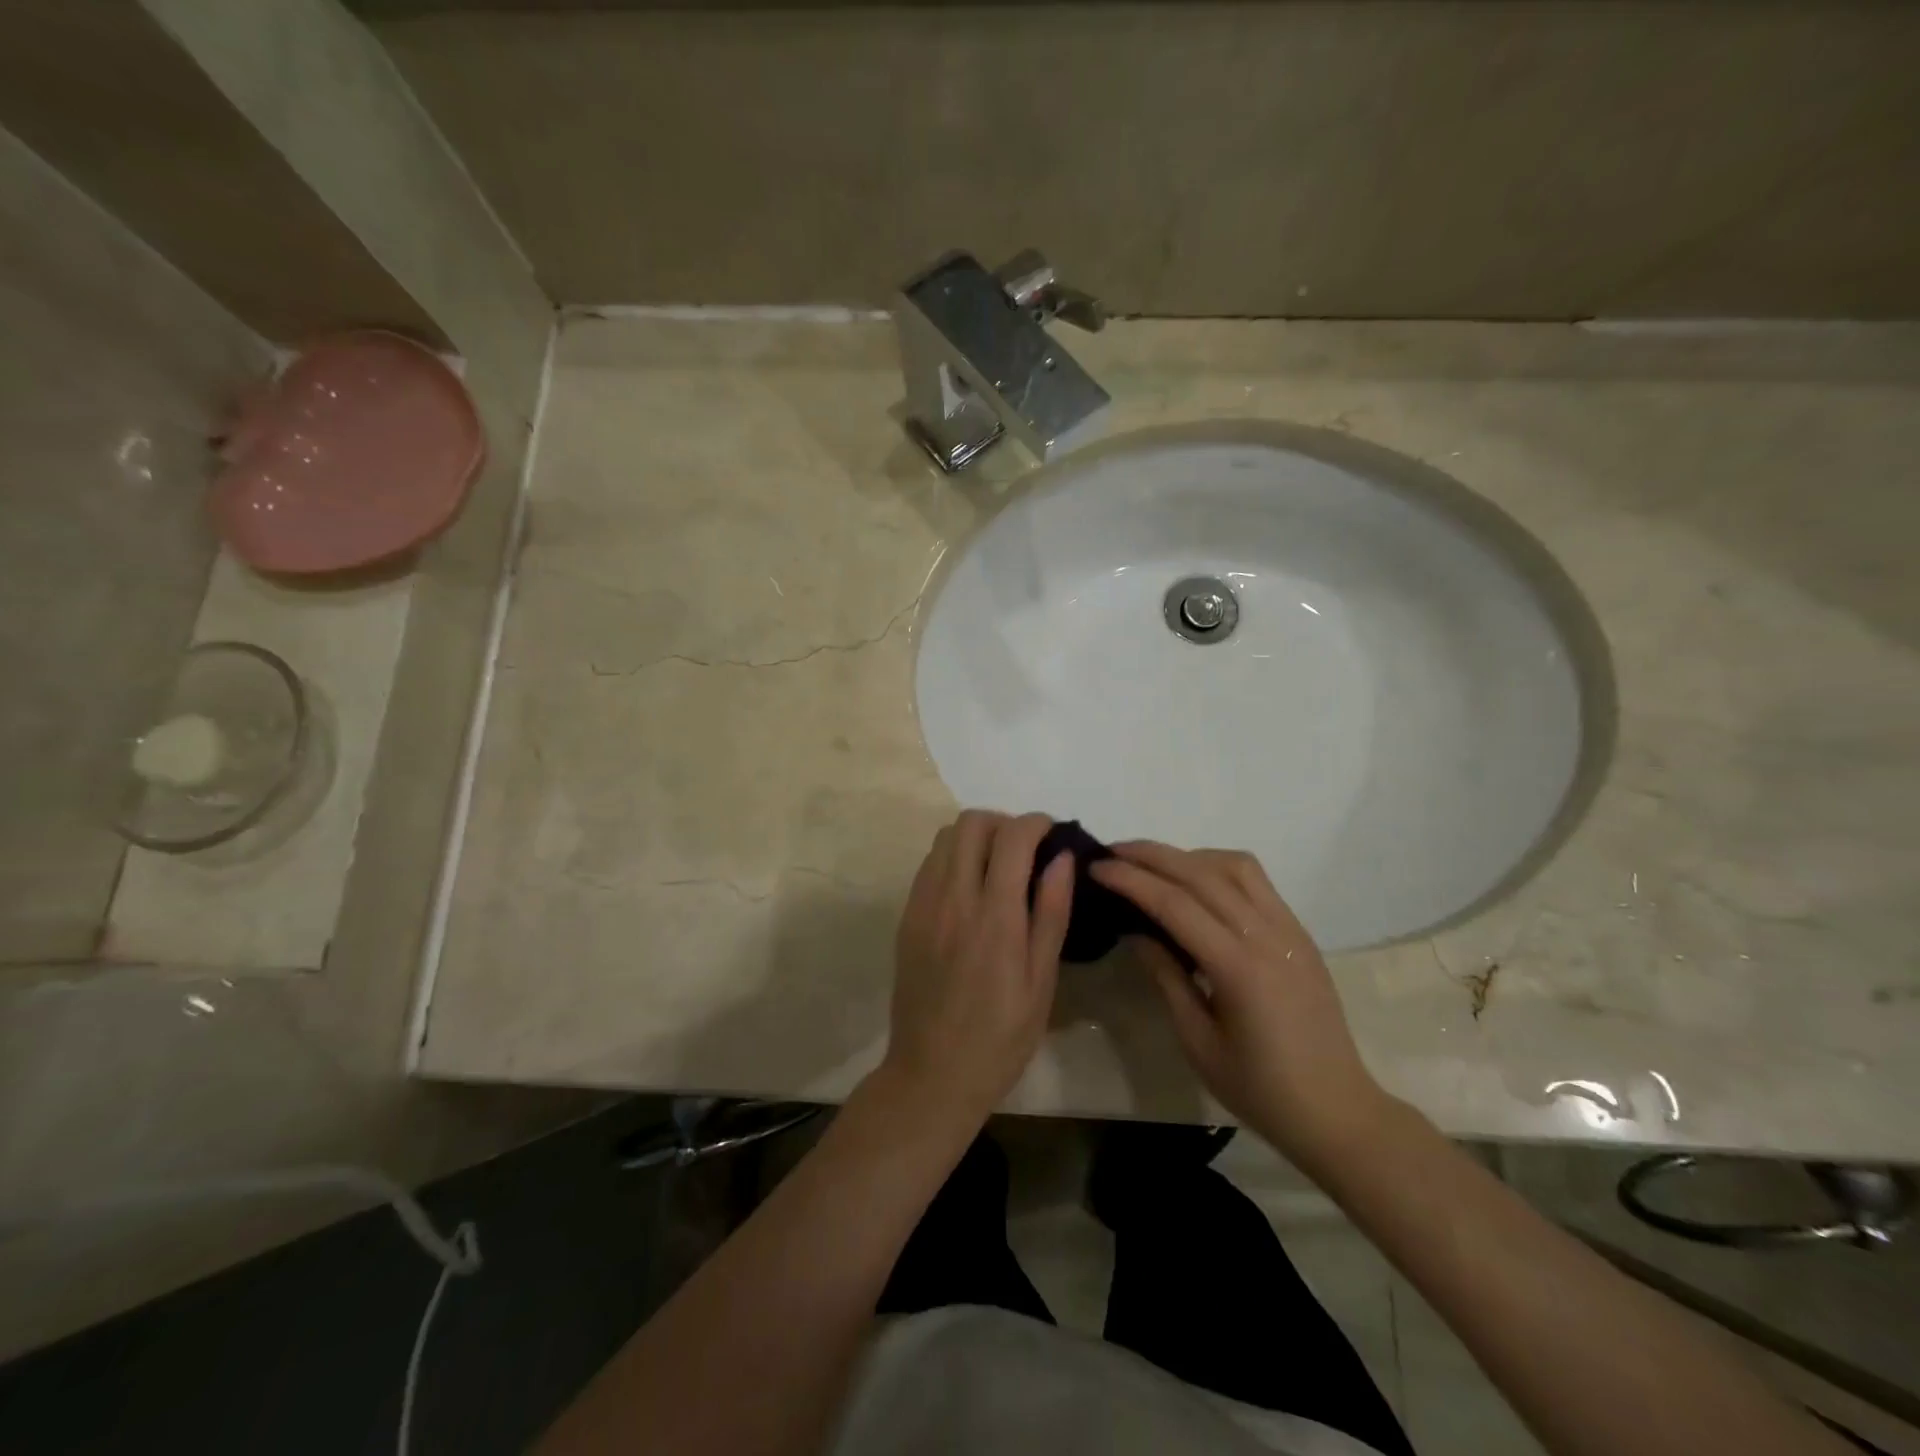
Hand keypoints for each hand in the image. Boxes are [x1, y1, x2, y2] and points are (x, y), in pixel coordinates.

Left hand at [883, 811, 1074, 1126]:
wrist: (932, 1073)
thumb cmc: (1000, 1037)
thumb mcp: (1041, 982)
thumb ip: (1051, 913)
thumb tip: (1062, 858)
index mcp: (995, 916)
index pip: (1012, 837)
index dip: (1037, 823)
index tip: (1053, 834)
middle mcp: (954, 899)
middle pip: (972, 823)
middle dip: (1004, 822)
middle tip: (1025, 850)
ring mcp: (923, 905)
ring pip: (945, 837)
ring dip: (976, 837)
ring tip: (998, 866)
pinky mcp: (907, 916)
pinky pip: (929, 864)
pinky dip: (953, 857)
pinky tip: (970, 888)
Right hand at [1090, 842, 1389, 1175]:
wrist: (1336, 1109)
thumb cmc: (1259, 1088)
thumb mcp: (1197, 1041)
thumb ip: (1166, 977)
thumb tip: (1135, 932)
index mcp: (1239, 968)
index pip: (1175, 904)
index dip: (1131, 880)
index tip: (1097, 867)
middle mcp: (1266, 935)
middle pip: (1201, 872)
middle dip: (1151, 855)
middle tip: (1112, 851)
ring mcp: (1289, 929)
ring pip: (1234, 865)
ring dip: (1188, 855)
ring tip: (1153, 865)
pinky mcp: (1299, 932)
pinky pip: (1256, 881)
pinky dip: (1218, 867)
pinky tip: (1196, 883)